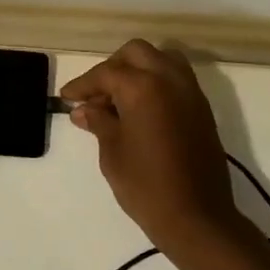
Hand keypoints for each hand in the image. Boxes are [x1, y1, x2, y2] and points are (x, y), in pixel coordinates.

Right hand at [60, 39, 245, 249]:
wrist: (196, 217)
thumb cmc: (146, 185)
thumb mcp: (112, 152)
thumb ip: (99, 122)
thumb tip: (84, 110)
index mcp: (143, 87)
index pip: (106, 73)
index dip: (83, 84)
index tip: (67, 98)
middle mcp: (170, 79)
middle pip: (136, 53)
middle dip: (113, 67)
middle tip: (96, 95)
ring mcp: (190, 92)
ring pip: (161, 59)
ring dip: (138, 70)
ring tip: (120, 98)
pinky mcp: (202, 108)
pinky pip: (176, 79)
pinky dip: (157, 82)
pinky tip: (141, 109)